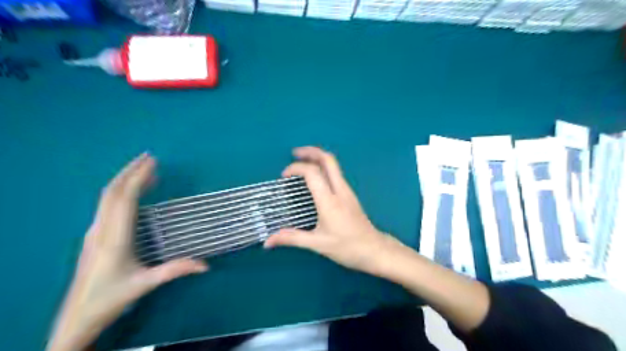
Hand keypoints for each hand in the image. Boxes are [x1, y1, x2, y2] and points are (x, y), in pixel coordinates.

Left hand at [50, 153, 206, 350]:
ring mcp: (94, 232)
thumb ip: (176, 270)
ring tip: (145, 171)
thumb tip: (206, 264)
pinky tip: (133, 194)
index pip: (125, 200)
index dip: (139, 178)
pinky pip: (106, 206)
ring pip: (106, 198)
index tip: (152, 162)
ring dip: (125, 180)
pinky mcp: (93, 236)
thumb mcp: (145, 284)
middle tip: (149, 157)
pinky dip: (121, 193)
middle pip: (112, 192)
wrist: (76, 317)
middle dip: (130, 172)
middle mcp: (100, 230)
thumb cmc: (111, 298)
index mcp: (114, 238)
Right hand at [263, 147, 406, 275]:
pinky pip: (336, 173)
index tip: (284, 176)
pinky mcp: (350, 194)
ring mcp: (347, 190)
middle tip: (295, 153)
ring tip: (302, 161)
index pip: (312, 173)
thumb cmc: (347, 247)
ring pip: (334, 165)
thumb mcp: (317, 244)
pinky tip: (315, 177)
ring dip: (318, 158)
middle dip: (311, 151)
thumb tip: (268, 241)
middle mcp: (340, 190)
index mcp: (329, 201)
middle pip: (328, 160)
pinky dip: (323, 167)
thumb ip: (292, 238)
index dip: (296, 168)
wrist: (374, 249)